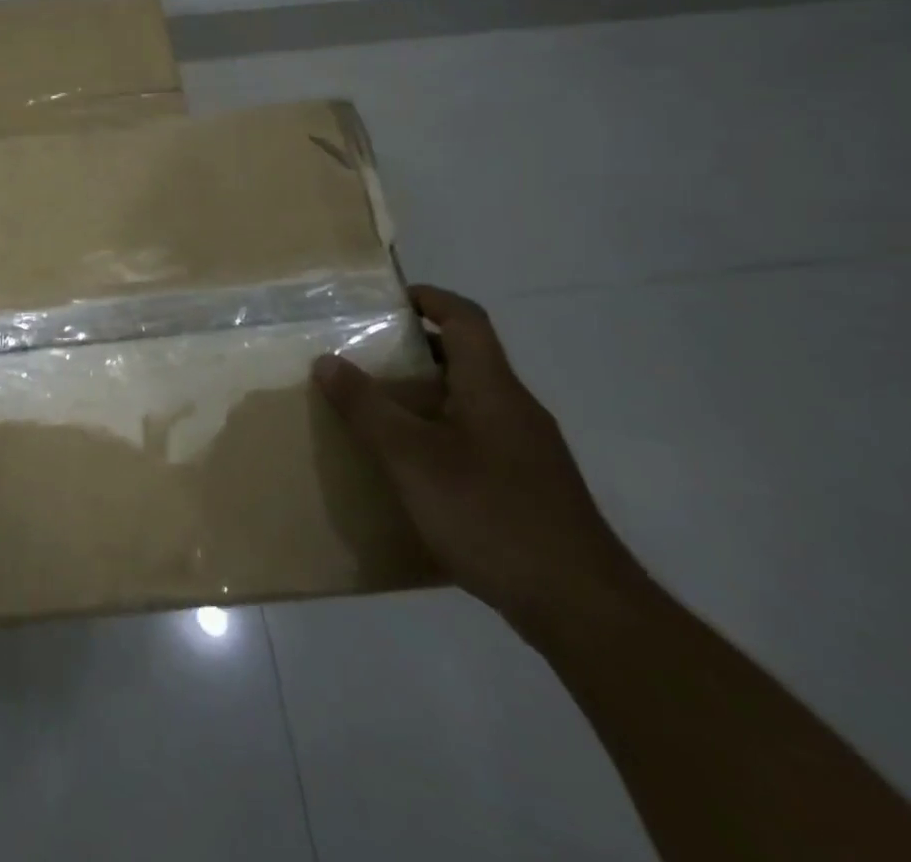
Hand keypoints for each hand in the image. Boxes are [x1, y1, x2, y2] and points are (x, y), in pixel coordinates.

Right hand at [314, 285, 642, 634]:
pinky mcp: (530, 488)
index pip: (466, 319)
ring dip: (423, 395)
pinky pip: (476, 438)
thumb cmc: (492, 515)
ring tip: (376, 410)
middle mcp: (515, 409)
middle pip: (465, 358)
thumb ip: (367, 407)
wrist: (584, 610)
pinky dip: (439, 434)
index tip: (387, 299)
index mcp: (493, 388)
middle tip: (363, 356)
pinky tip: (413, 468)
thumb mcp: (411, 457)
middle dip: (413, 350)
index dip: (429, 298)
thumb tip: (327, 360)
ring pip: (469, 401)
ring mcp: (528, 451)